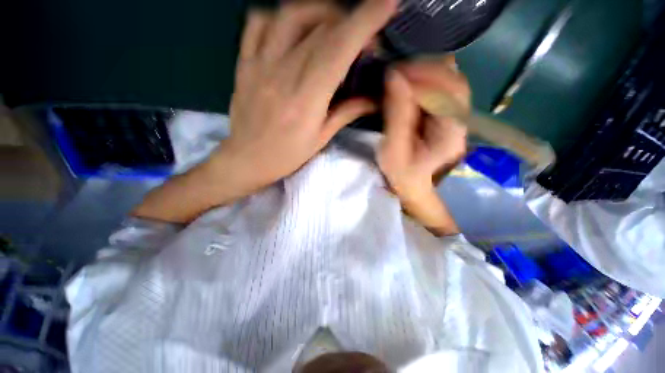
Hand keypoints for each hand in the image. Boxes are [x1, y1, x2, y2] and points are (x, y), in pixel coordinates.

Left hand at [213, 0, 396, 194]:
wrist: (247, 159)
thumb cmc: (287, 155)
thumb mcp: (320, 139)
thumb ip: (346, 113)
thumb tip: (374, 99)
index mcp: (306, 99)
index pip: (338, 49)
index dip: (365, 21)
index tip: (388, 2)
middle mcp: (283, 74)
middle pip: (321, 29)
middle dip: (350, 23)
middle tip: (361, 38)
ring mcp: (260, 64)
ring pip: (290, 15)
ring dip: (319, 11)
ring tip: (332, 26)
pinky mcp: (245, 63)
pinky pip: (258, 22)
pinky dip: (280, 16)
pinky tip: (292, 29)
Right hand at [377, 57, 469, 235]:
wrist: (413, 185)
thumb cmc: (402, 173)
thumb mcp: (394, 150)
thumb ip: (396, 115)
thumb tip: (394, 77)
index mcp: (451, 133)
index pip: (447, 92)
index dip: (422, 78)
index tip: (394, 73)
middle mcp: (461, 120)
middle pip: (454, 81)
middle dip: (425, 70)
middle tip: (397, 71)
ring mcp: (456, 116)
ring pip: (450, 80)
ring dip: (426, 73)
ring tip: (402, 75)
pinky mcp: (447, 115)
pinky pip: (442, 88)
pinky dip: (426, 80)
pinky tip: (409, 83)